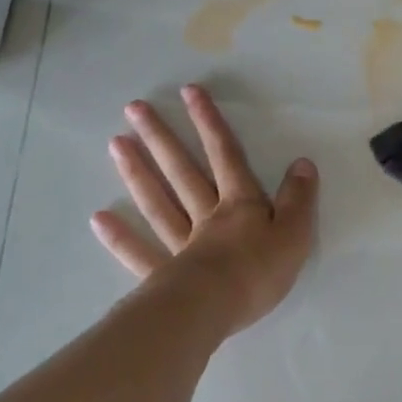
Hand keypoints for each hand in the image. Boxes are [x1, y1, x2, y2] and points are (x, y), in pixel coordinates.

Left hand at [91, 84, 318, 333]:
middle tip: (134, 108)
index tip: (188, 92)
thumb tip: (303, 163)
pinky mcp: (164, 275)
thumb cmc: (259, 272)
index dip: (210, 123)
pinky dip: (120, 237)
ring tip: (115, 143)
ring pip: (158, 202)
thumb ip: (298, 199)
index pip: (226, 156)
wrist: (217, 309)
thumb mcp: (295, 233)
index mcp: (240, 205)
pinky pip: (140, 252)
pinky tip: (98, 218)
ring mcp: (181, 244)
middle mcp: (206, 216)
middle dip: (162, 138)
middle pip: (183, 171)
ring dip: (137, 173)